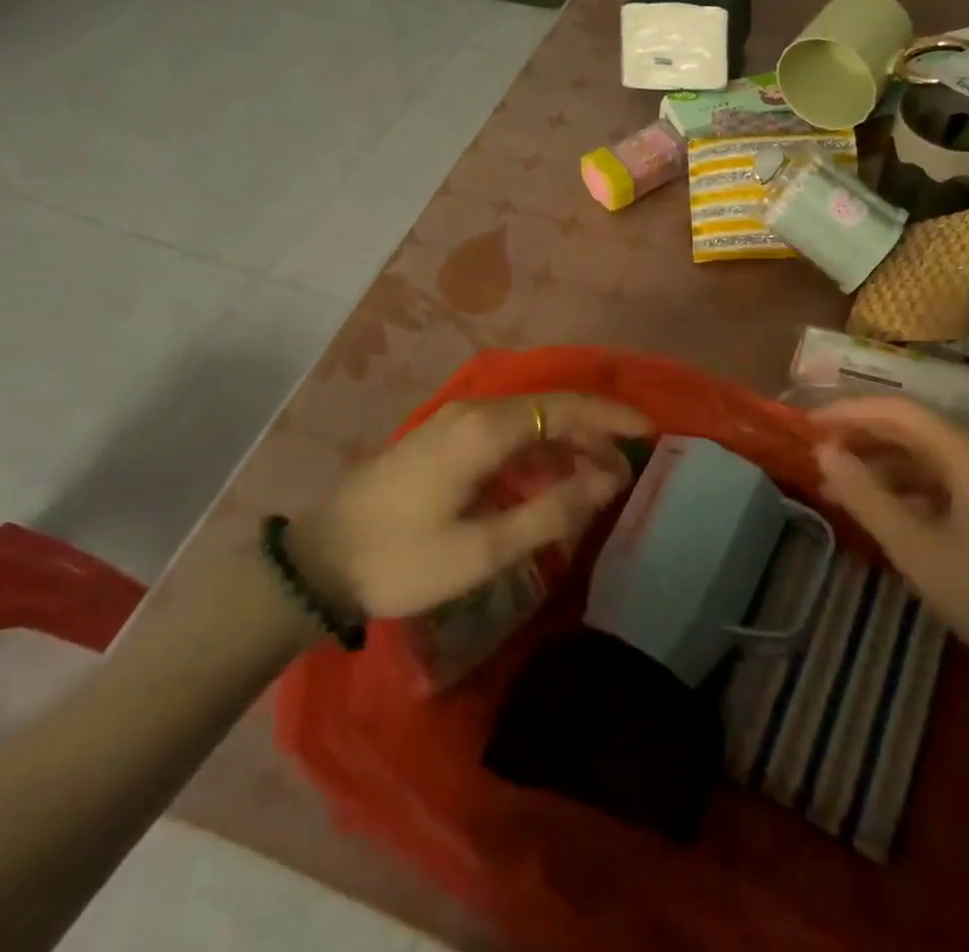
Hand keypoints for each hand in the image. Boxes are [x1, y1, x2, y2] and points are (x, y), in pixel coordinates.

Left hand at [288, 393, 650, 618]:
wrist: (319, 561)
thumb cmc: (402, 559)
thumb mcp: (482, 550)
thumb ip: (550, 512)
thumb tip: (607, 481)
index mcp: (485, 430)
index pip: (565, 408)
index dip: (611, 417)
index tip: (649, 431)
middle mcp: (474, 411)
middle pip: (550, 409)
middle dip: (593, 434)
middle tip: (626, 472)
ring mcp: (455, 421)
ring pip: (529, 420)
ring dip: (567, 444)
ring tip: (597, 480)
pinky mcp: (444, 437)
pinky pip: (506, 433)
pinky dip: (538, 451)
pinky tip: (550, 481)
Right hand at [811, 395, 968, 683]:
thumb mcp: (916, 548)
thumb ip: (865, 496)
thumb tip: (823, 452)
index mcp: (968, 450)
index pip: (896, 411)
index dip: (848, 412)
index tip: (807, 425)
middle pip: (909, 427)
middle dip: (860, 437)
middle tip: (815, 453)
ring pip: (922, 454)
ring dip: (878, 465)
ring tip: (834, 483)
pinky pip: (938, 478)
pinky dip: (903, 487)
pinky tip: (875, 508)